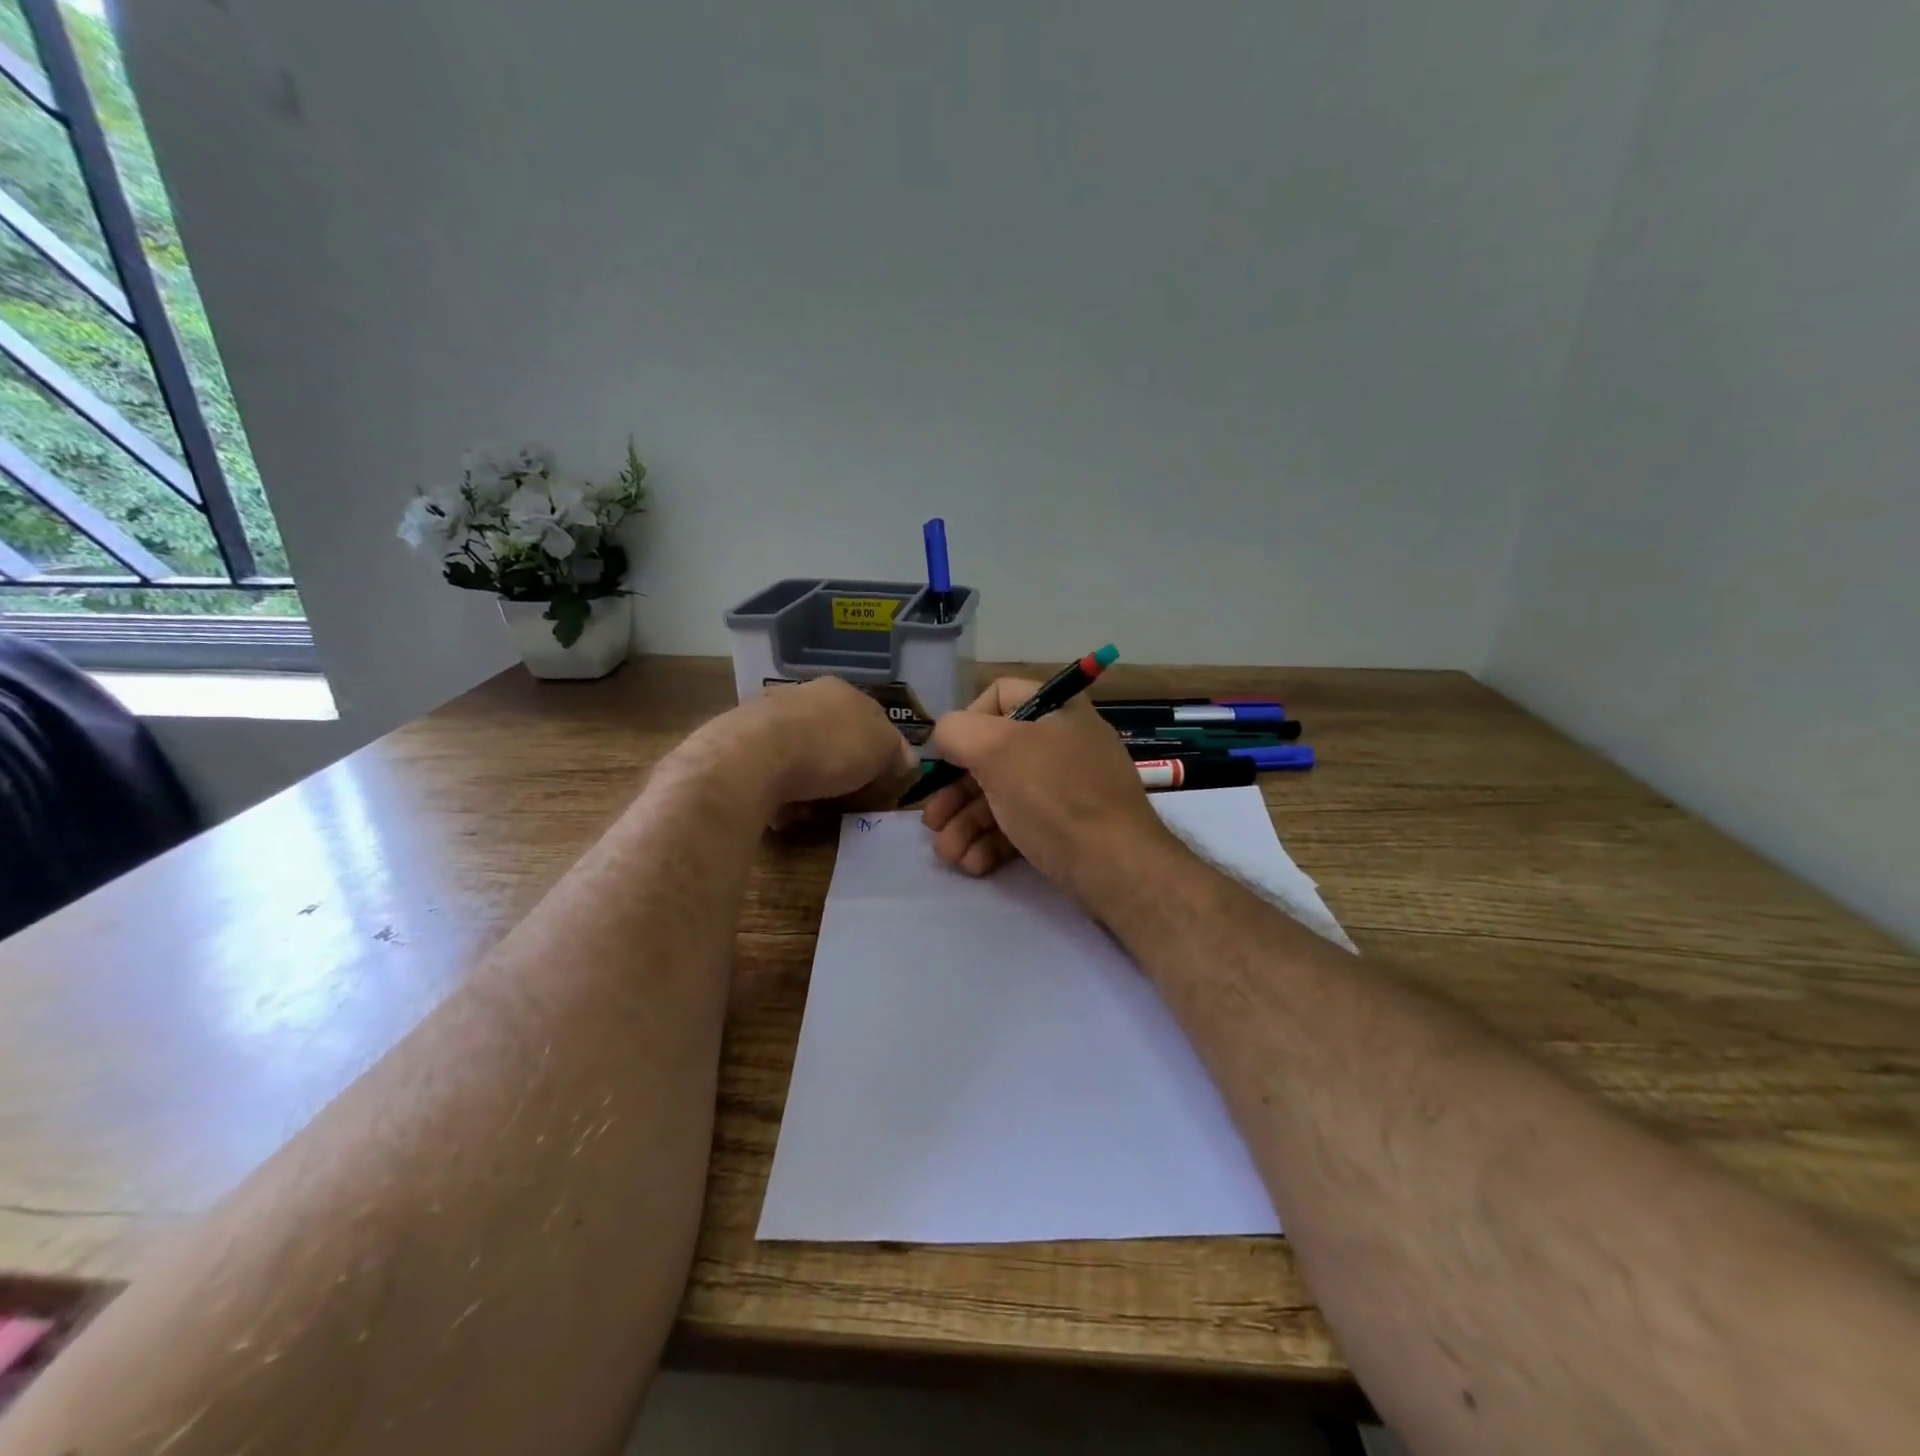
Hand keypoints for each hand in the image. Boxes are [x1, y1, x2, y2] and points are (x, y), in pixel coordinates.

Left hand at [694, 677, 919, 822]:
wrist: (754, 757)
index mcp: (842, 690)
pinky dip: (779, 793)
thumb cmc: (829, 748)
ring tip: (811, 810)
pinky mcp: (739, 744)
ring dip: (809, 783)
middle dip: (841, 768)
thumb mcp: (882, 750)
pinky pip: (770, 773)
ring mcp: (767, 716)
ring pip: (800, 754)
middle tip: (847, 797)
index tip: (882, 780)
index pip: (872, 717)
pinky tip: (781, 811)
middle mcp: (804, 695)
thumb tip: (907, 759)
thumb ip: (898, 753)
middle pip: (833, 735)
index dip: (881, 750)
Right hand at [921, 678, 1173, 893]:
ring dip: (966, 825)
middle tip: (932, 823)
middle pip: (992, 756)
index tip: (949, 757)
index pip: (999, 695)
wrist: (1116, 866)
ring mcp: (1067, 787)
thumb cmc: (1054, 796)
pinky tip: (974, 865)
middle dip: (955, 793)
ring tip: (948, 855)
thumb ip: (957, 731)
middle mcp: (1062, 742)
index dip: (966, 722)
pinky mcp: (1067, 827)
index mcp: (1055, 710)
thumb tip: (946, 738)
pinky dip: (992, 842)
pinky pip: (1021, 825)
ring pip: (1001, 796)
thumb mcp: (996, 750)